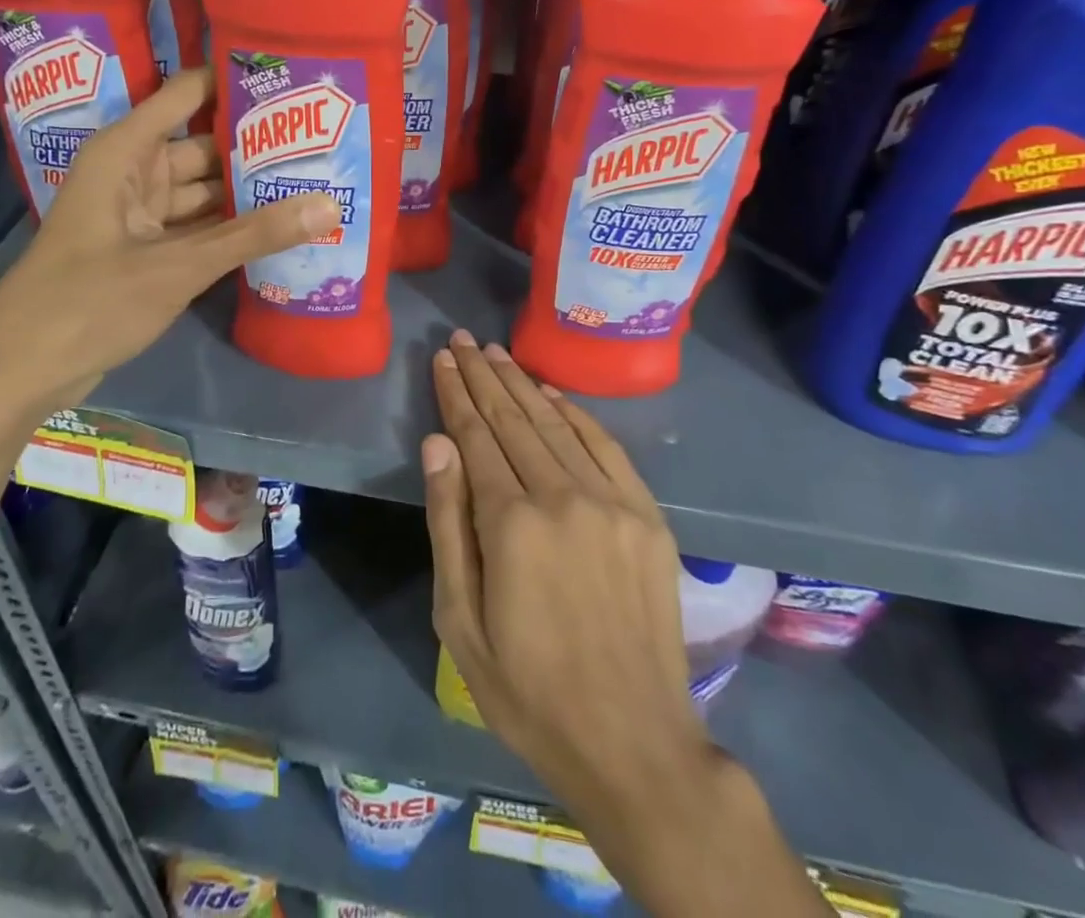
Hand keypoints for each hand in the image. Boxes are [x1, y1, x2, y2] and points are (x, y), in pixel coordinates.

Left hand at [0, 68, 338, 411]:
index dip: (236, 82)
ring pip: (204, 191)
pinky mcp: (146, 250)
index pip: (189, 94)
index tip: (294, 79)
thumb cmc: (88, 302)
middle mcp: (133, 172)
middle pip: (204, 146)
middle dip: (257, 147)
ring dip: (248, 192)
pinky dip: (230, 229)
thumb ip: (253, 235)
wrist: (22, 371)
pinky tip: (279, 229)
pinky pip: (197, 226)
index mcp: (126, 151)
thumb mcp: (177, 266)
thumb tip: (330, 205)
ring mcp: (139, 214)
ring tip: (314, 181)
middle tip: (324, 142)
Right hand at [424, 332, 827, 917]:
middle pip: (513, 420)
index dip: (456, 395)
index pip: (475, 437)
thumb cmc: (528, 690)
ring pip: (555, 424)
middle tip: (462, 340)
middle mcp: (563, 498)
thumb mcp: (460, 621)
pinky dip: (574, 413)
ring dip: (522, 383)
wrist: (633, 744)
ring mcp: (612, 503)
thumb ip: (448, 523)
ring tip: (495, 352)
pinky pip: (605, 446)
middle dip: (483, 376)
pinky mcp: (647, 516)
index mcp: (511, 525)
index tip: (442, 359)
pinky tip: (550, 392)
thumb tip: (437, 443)